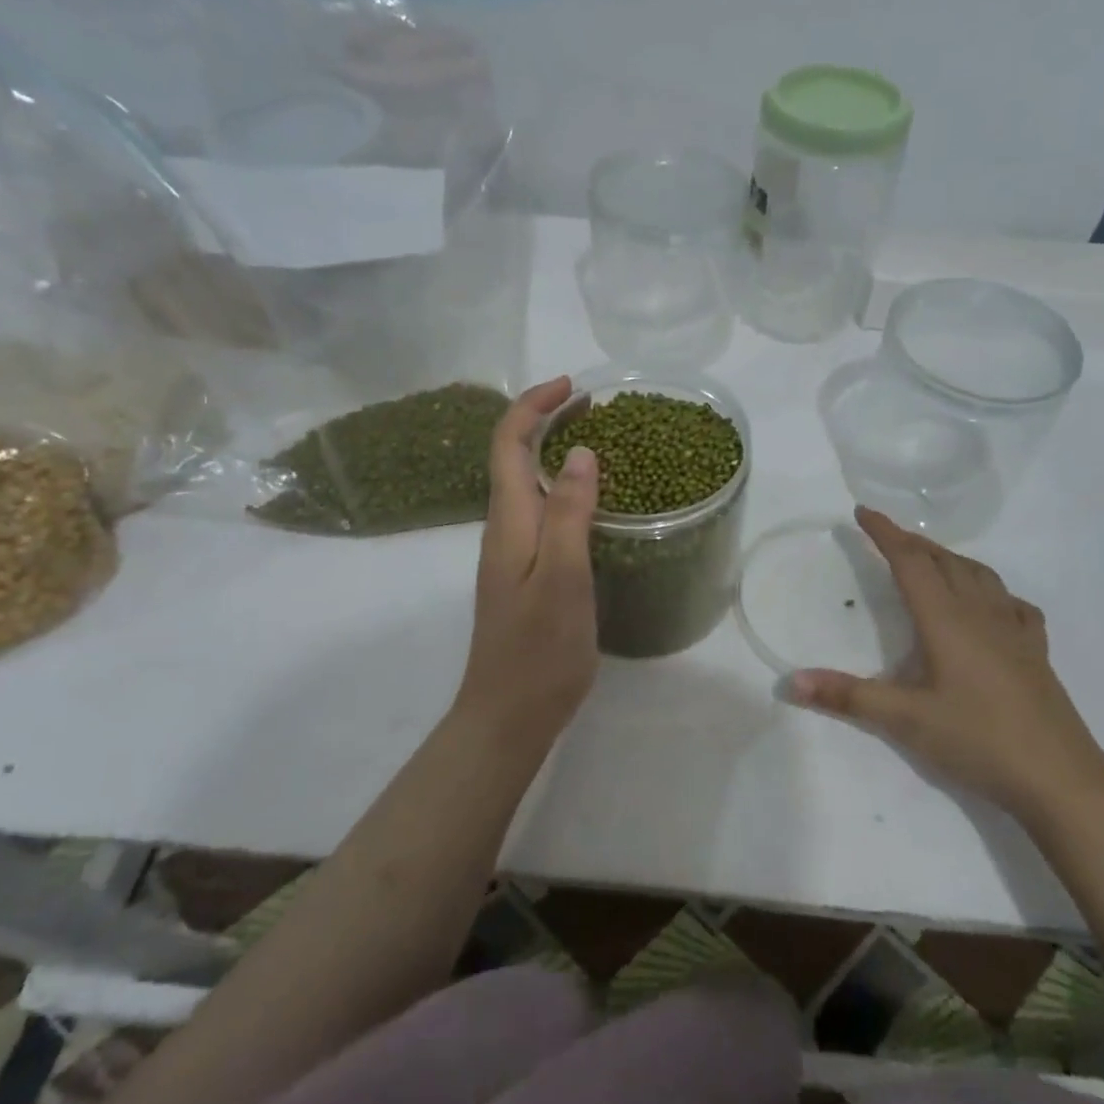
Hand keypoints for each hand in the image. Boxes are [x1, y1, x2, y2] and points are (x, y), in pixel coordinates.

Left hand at [455, 376, 598, 745]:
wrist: (508, 716)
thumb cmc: (539, 650)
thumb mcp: (562, 577)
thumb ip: (568, 513)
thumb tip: (580, 452)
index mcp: (509, 522)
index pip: (508, 444)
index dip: (533, 406)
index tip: (573, 387)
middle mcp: (504, 529)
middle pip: (513, 456)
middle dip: (545, 419)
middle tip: (593, 406)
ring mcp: (512, 553)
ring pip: (525, 483)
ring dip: (554, 450)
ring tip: (599, 440)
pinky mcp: (526, 573)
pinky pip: (540, 511)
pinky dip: (562, 486)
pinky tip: (592, 501)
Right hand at [789, 508, 1103, 812]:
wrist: (1059, 777)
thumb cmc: (978, 740)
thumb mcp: (905, 720)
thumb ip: (848, 696)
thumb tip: (791, 681)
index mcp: (946, 619)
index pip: (910, 562)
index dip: (885, 533)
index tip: (862, 511)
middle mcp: (980, 613)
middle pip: (944, 561)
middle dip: (913, 543)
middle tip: (886, 538)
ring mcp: (1014, 630)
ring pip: (980, 576)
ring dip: (950, 560)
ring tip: (931, 562)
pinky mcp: (1036, 652)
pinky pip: (1013, 605)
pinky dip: (993, 591)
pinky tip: (991, 606)